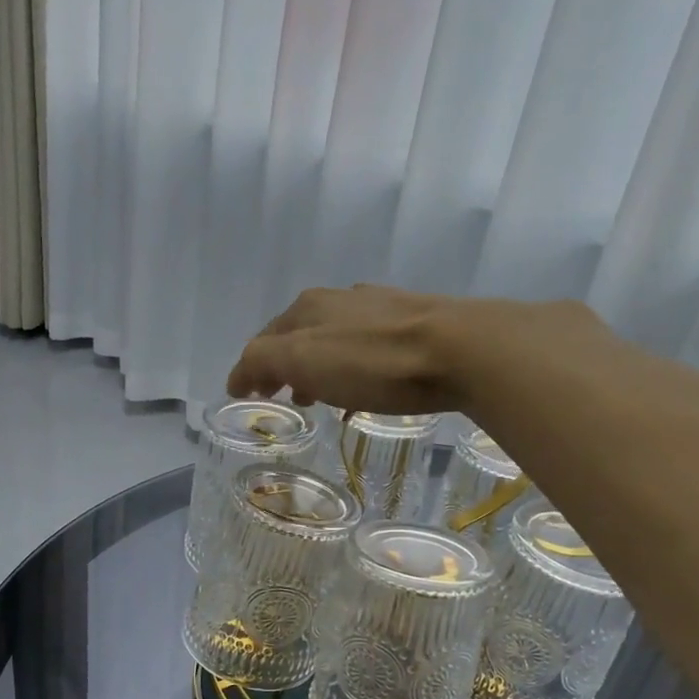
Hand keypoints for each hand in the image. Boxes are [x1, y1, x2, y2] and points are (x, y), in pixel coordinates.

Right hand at [227, 285, 460, 413]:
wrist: (460, 349)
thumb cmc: (372, 361)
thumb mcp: (302, 360)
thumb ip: (262, 363)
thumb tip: (238, 376)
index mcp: (308, 307)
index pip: (264, 338)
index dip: (250, 368)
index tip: (245, 395)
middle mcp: (340, 300)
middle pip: (299, 335)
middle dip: (284, 366)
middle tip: (281, 397)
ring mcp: (380, 309)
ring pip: (334, 340)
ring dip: (318, 368)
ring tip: (320, 398)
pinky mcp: (414, 324)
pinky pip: (367, 348)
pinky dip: (351, 368)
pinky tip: (364, 388)